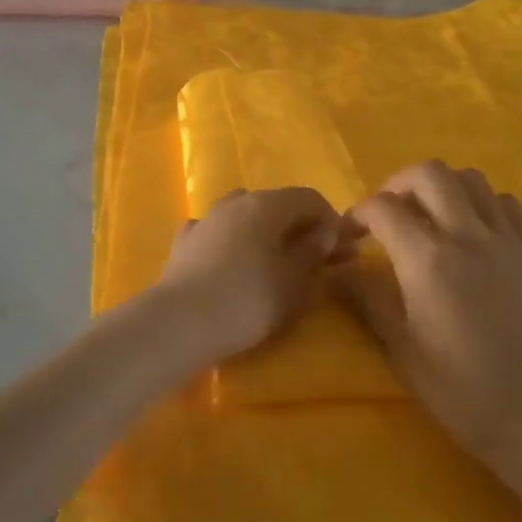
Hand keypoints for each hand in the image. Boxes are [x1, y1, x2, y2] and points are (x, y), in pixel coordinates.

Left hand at [157, 187, 348, 360]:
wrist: (180, 323)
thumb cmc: (249, 299)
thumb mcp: (295, 280)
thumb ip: (314, 251)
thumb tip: (326, 231)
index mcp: (268, 204)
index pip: (310, 198)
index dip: (331, 222)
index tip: (341, 253)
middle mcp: (236, 201)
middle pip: (276, 205)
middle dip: (298, 229)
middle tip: (312, 262)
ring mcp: (206, 219)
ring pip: (243, 216)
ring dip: (262, 233)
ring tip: (271, 264)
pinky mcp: (183, 243)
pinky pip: (216, 234)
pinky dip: (230, 244)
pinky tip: (230, 264)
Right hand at [337, 161, 521, 456]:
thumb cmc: (460, 387)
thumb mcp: (400, 348)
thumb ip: (367, 299)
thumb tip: (337, 270)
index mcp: (427, 259)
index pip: (383, 208)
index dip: (358, 213)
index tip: (349, 234)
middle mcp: (467, 234)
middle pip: (429, 174)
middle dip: (398, 184)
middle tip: (387, 214)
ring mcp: (505, 239)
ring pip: (471, 179)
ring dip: (442, 187)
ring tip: (428, 216)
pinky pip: (506, 203)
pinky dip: (482, 202)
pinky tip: (472, 230)